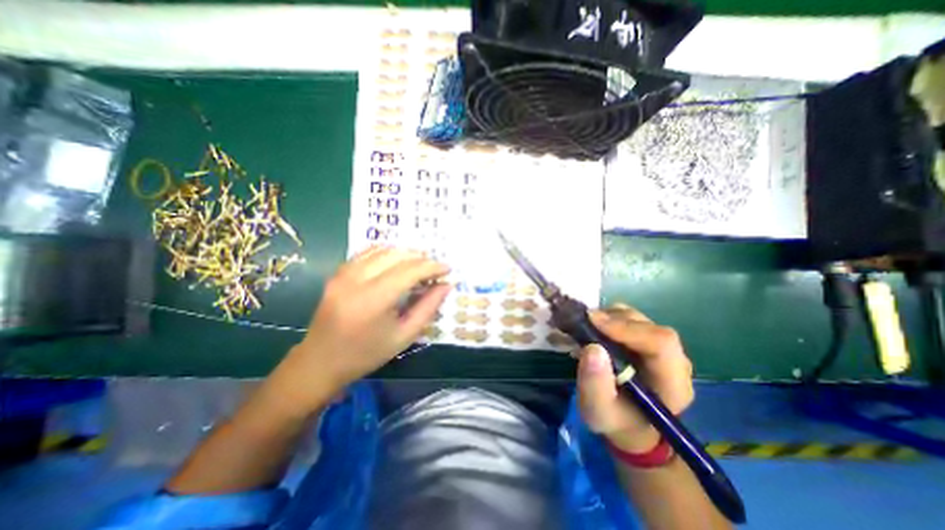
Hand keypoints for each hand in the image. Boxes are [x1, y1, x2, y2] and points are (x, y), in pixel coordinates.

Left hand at [264, 247, 451, 415]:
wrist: (320, 361)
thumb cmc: (367, 354)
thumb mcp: (404, 336)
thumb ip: (428, 308)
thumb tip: (446, 286)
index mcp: (374, 300)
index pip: (410, 271)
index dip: (432, 267)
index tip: (447, 269)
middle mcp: (357, 280)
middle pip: (397, 256)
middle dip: (421, 258)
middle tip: (435, 269)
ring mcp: (344, 274)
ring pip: (382, 250)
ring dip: (405, 253)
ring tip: (419, 264)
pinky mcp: (337, 273)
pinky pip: (366, 253)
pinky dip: (386, 252)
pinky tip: (397, 261)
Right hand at [571, 304, 696, 451]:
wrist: (629, 424)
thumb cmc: (616, 421)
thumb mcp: (598, 412)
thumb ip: (594, 385)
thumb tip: (592, 348)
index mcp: (672, 383)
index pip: (661, 343)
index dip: (627, 328)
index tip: (593, 321)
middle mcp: (673, 360)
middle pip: (647, 326)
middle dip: (612, 320)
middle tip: (583, 322)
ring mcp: (661, 347)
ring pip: (637, 318)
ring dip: (608, 317)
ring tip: (586, 327)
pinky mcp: (646, 339)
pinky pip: (628, 318)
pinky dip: (608, 317)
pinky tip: (593, 328)